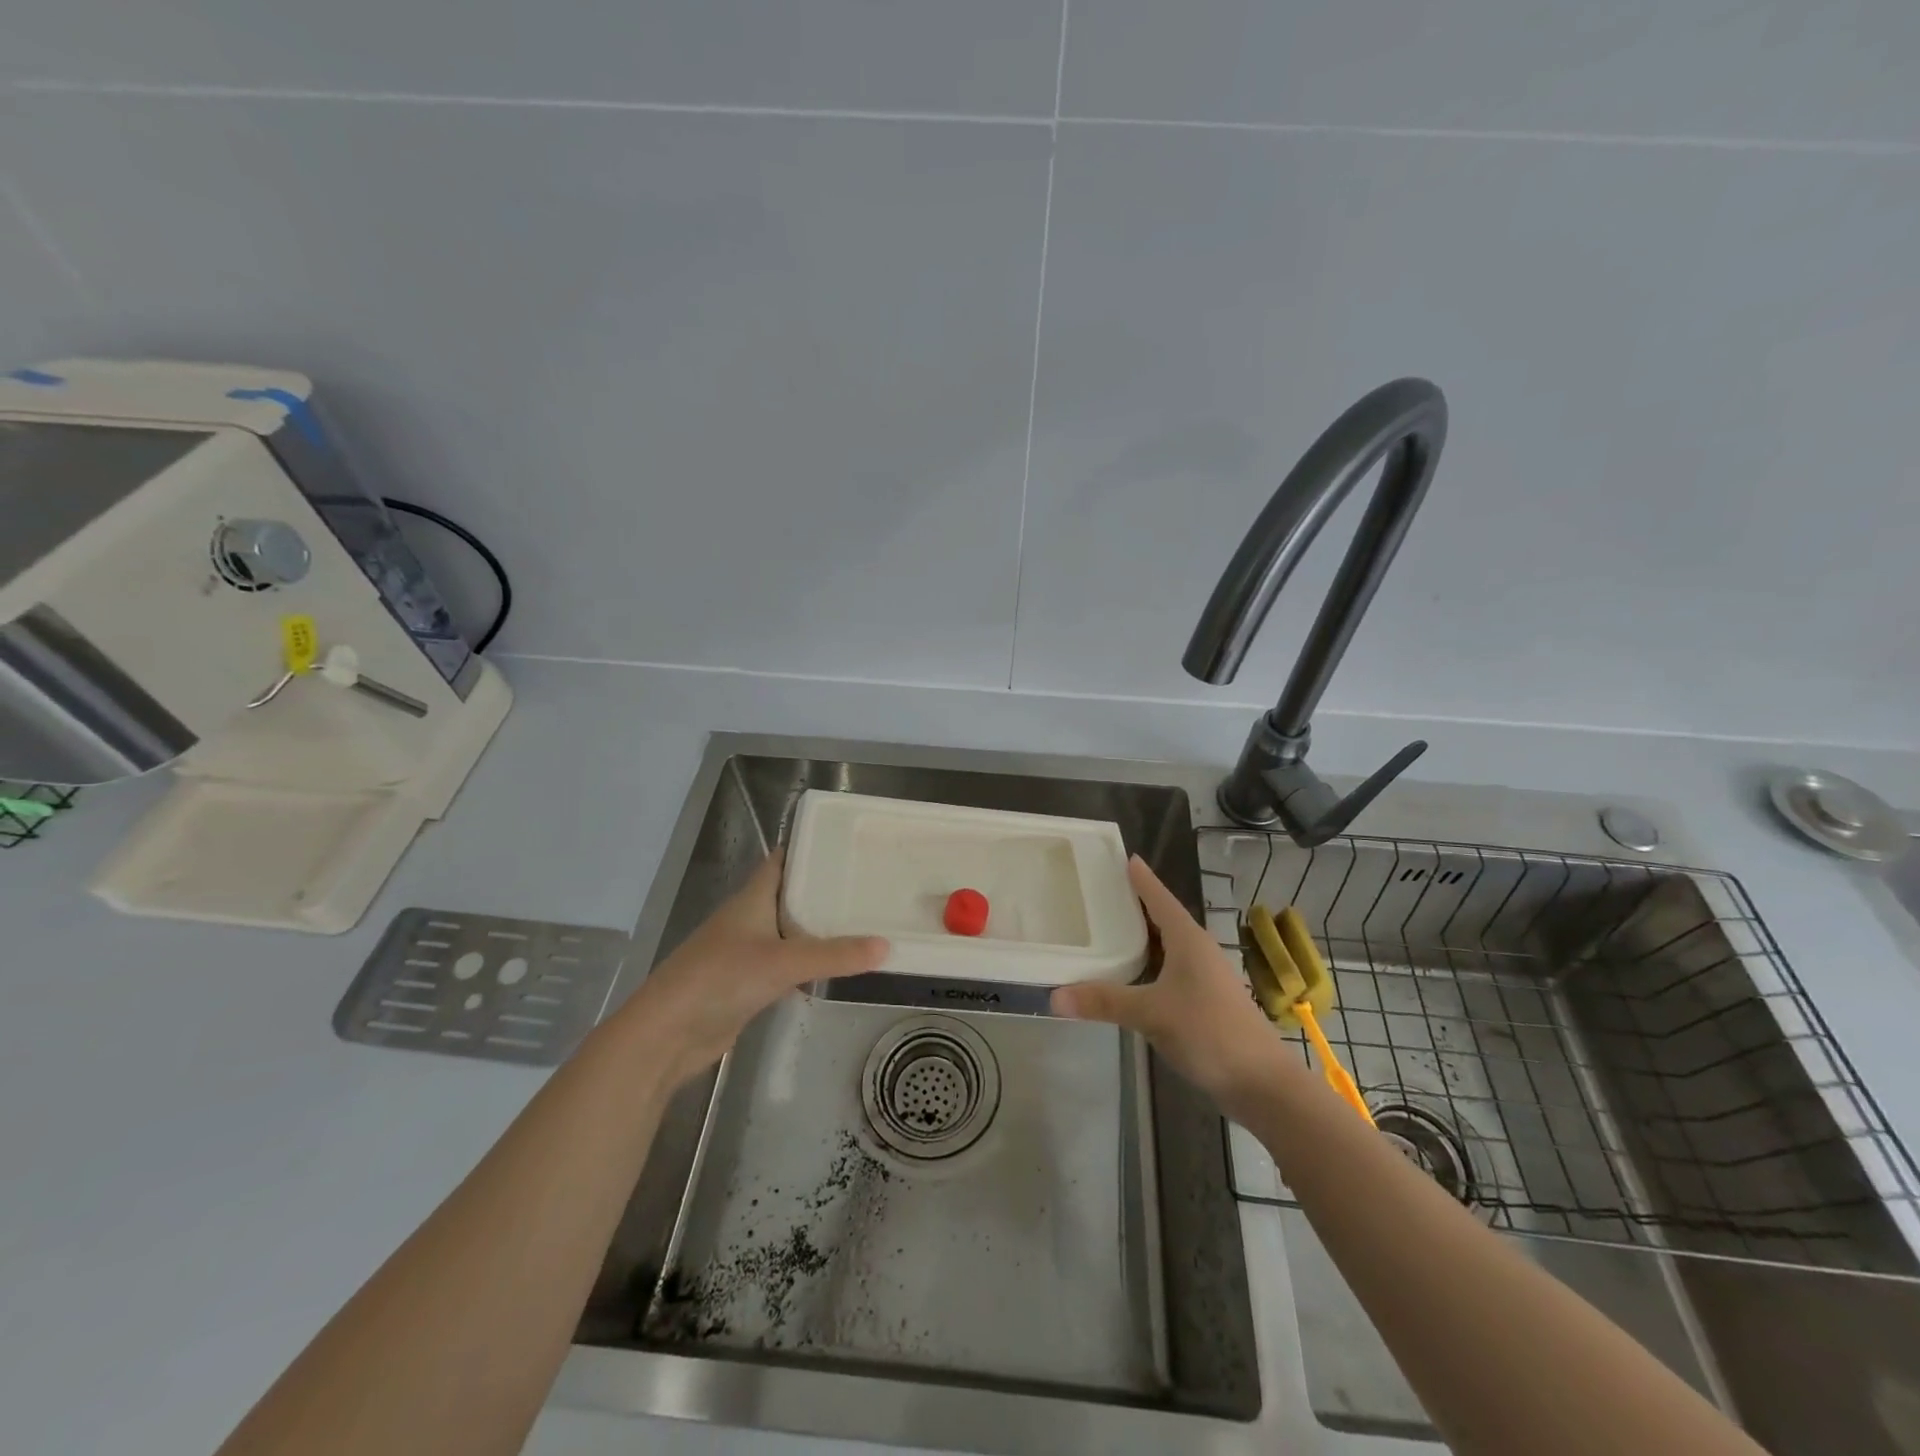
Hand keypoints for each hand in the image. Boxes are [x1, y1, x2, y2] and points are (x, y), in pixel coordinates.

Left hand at [620, 850, 888, 1087]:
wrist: (666, 1035)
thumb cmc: (719, 979)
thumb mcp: (783, 962)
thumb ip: (835, 955)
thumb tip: (887, 946)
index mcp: (752, 898)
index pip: (783, 861)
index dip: (810, 849)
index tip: (847, 843)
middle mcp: (750, 919)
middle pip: (791, 896)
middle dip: (825, 891)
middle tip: (869, 884)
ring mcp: (747, 952)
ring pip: (790, 932)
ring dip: (819, 930)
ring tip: (864, 922)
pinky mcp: (748, 984)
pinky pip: (786, 965)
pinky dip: (809, 965)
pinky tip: (836, 969)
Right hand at [1051, 856, 1293, 1120]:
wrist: (1261, 1082)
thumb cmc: (1209, 1032)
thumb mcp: (1151, 1013)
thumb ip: (1104, 1001)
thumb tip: (1053, 996)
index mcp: (1188, 939)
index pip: (1159, 897)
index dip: (1141, 878)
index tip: (1123, 856)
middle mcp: (1197, 950)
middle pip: (1161, 917)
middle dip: (1134, 904)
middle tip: (1100, 891)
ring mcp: (1203, 976)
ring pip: (1166, 945)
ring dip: (1140, 936)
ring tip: (1107, 928)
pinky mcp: (1204, 1000)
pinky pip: (1169, 969)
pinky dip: (1147, 964)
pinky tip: (1129, 975)